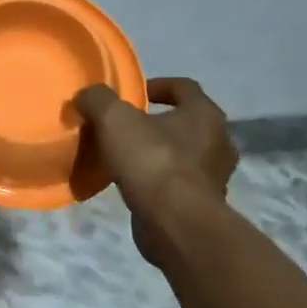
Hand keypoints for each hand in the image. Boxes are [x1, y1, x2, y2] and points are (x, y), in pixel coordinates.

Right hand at [73, 77, 237, 265]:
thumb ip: (98, 99)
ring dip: (158, 152)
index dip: (157, 85)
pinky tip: (134, 184)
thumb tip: (87, 96)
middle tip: (126, 127)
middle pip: (186, 121)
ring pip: (184, 154)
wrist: (175, 223)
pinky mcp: (205, 204)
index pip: (184, 87)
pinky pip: (179, 182)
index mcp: (205, 113)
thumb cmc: (151, 161)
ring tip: (126, 157)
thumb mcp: (114, 119)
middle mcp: (219, 141)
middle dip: (157, 122)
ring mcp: (215, 175)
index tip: (133, 93)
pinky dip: (159, 180)